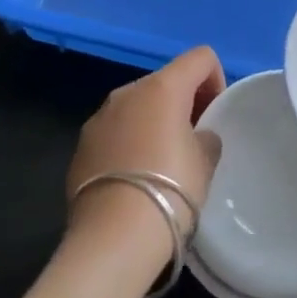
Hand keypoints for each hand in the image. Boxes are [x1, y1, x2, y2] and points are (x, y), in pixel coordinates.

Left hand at [67, 47, 225, 267]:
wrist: (112, 240)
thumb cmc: (170, 190)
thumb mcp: (205, 162)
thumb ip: (206, 137)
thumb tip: (196, 136)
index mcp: (162, 87)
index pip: (201, 58)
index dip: (216, 80)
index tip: (214, 116)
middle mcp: (127, 92)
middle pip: (166, 81)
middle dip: (183, 103)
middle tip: (193, 142)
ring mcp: (98, 118)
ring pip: (137, 107)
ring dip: (154, 122)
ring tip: (162, 163)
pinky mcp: (80, 147)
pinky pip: (115, 132)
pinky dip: (129, 143)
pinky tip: (135, 180)